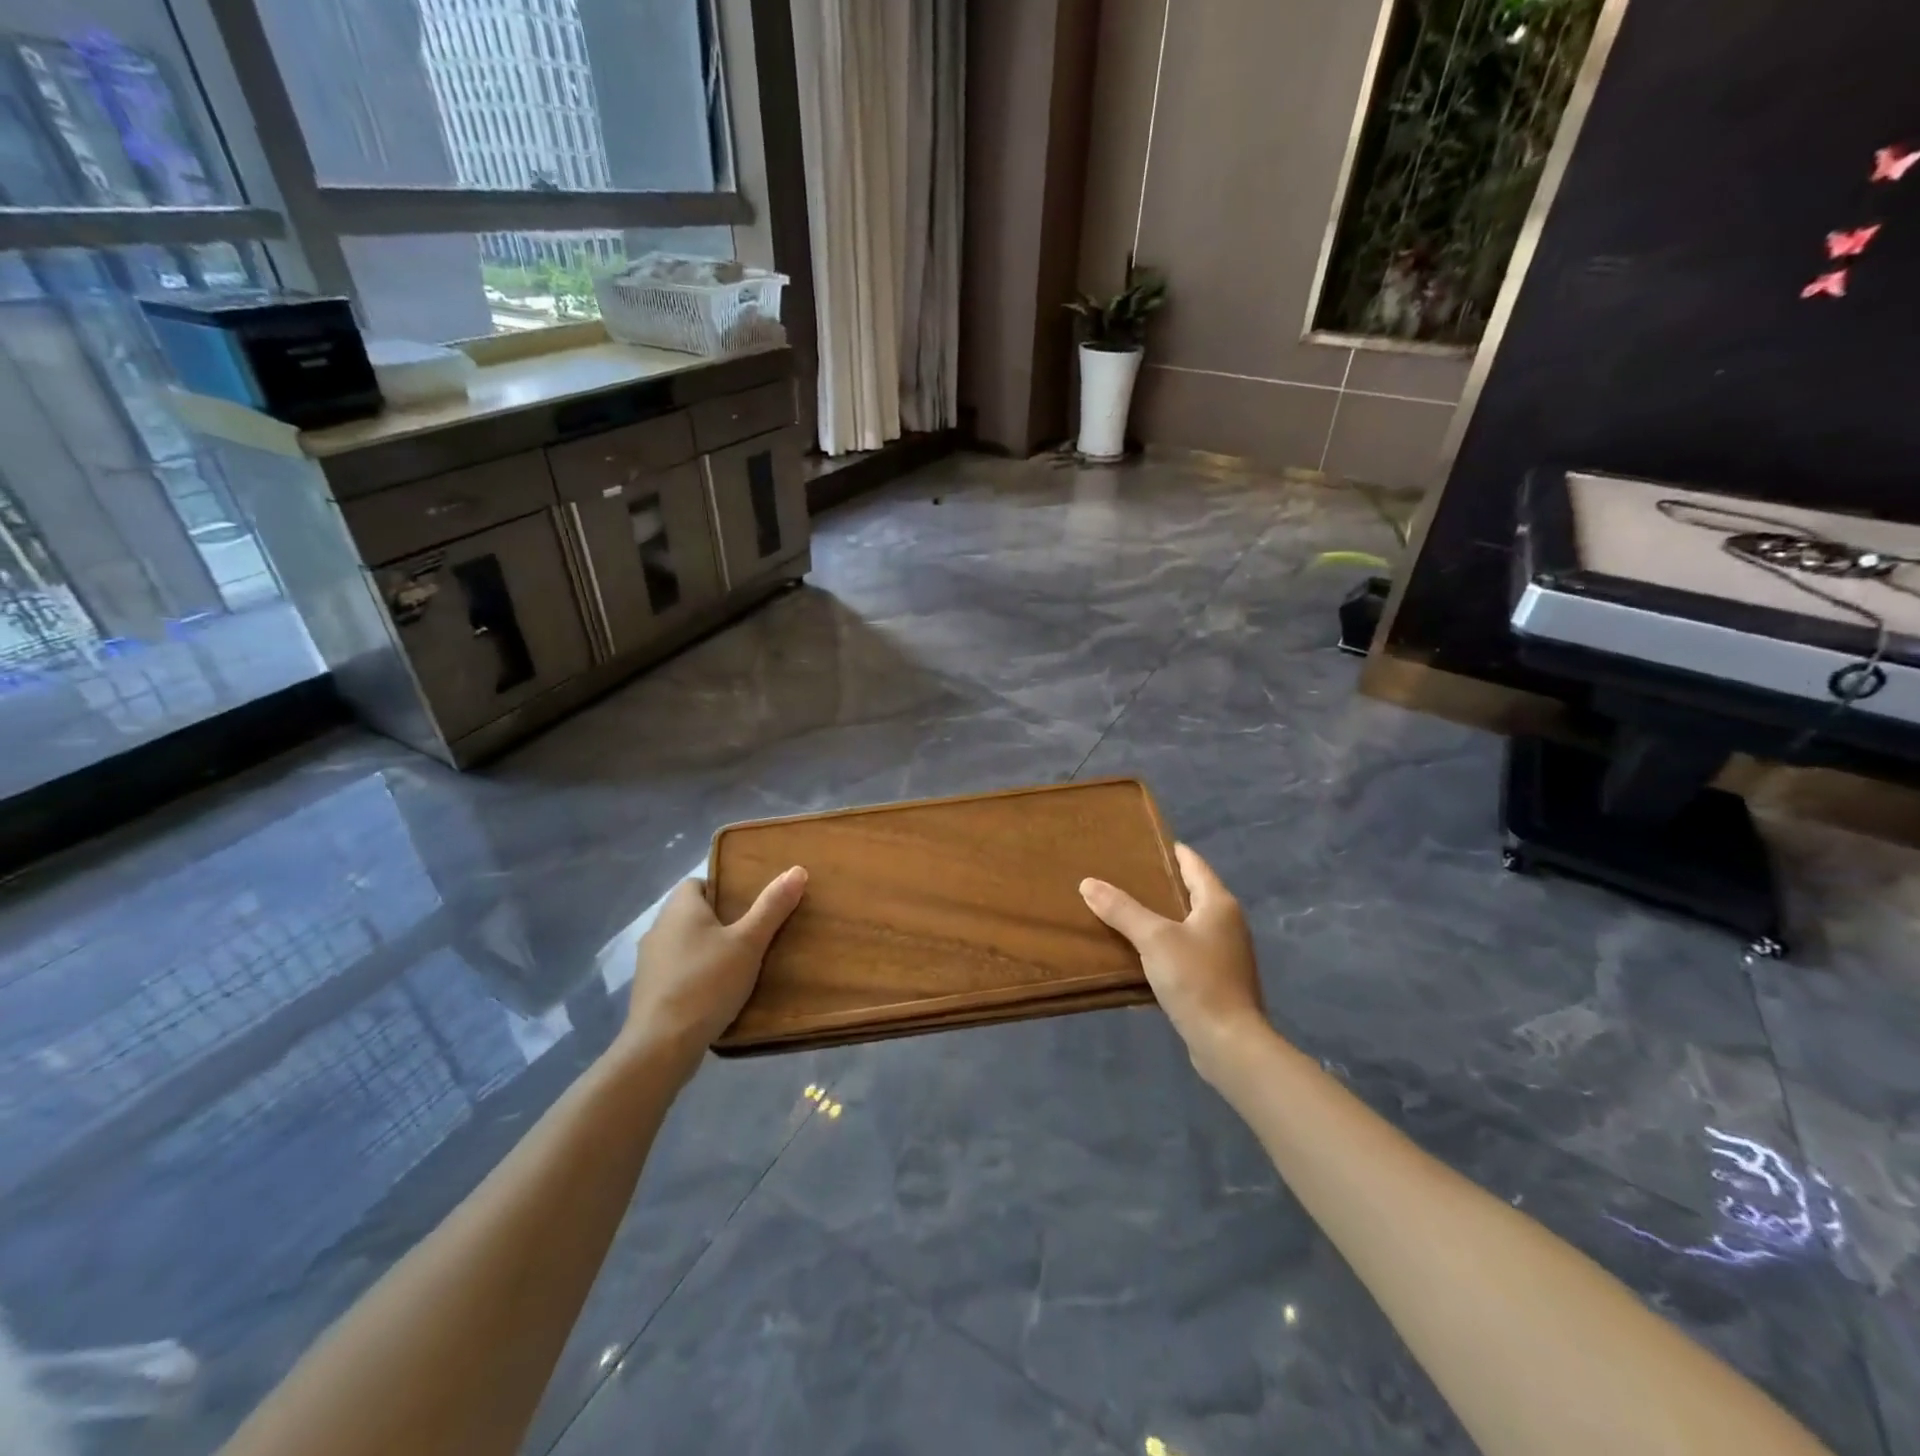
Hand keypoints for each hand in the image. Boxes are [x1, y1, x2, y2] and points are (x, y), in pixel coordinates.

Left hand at [620, 867, 807, 1067]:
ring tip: (738, 964)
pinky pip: (676, 970)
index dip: (723, 889)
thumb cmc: (707, 982)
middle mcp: (659, 928)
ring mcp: (649, 962)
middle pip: (692, 913)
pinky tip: (715, 992)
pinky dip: (694, 974)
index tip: (748, 905)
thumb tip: (797, 869)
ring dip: (706, 949)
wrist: (661, 1046)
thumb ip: (771, 907)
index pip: (698, 882)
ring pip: (684, 943)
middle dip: (719, 921)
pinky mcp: (648, 991)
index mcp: (680, 908)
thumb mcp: (748, 943)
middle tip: (752, 934)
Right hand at [1080, 844, 1268, 1078]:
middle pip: (1191, 893)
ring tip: (1125, 911)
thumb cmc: (1196, 979)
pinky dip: (1164, 947)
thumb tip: (1088, 883)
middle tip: (1124, 875)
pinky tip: (1139, 954)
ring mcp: (1225, 955)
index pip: (1194, 864)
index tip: (1145, 843)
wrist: (1229, 1043)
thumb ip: (1122, 909)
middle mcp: (1227, 924)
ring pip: (1187, 925)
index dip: (1172, 851)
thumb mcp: (1153, 939)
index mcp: (1219, 904)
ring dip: (1160, 918)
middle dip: (1160, 885)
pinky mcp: (1217, 982)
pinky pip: (1186, 953)